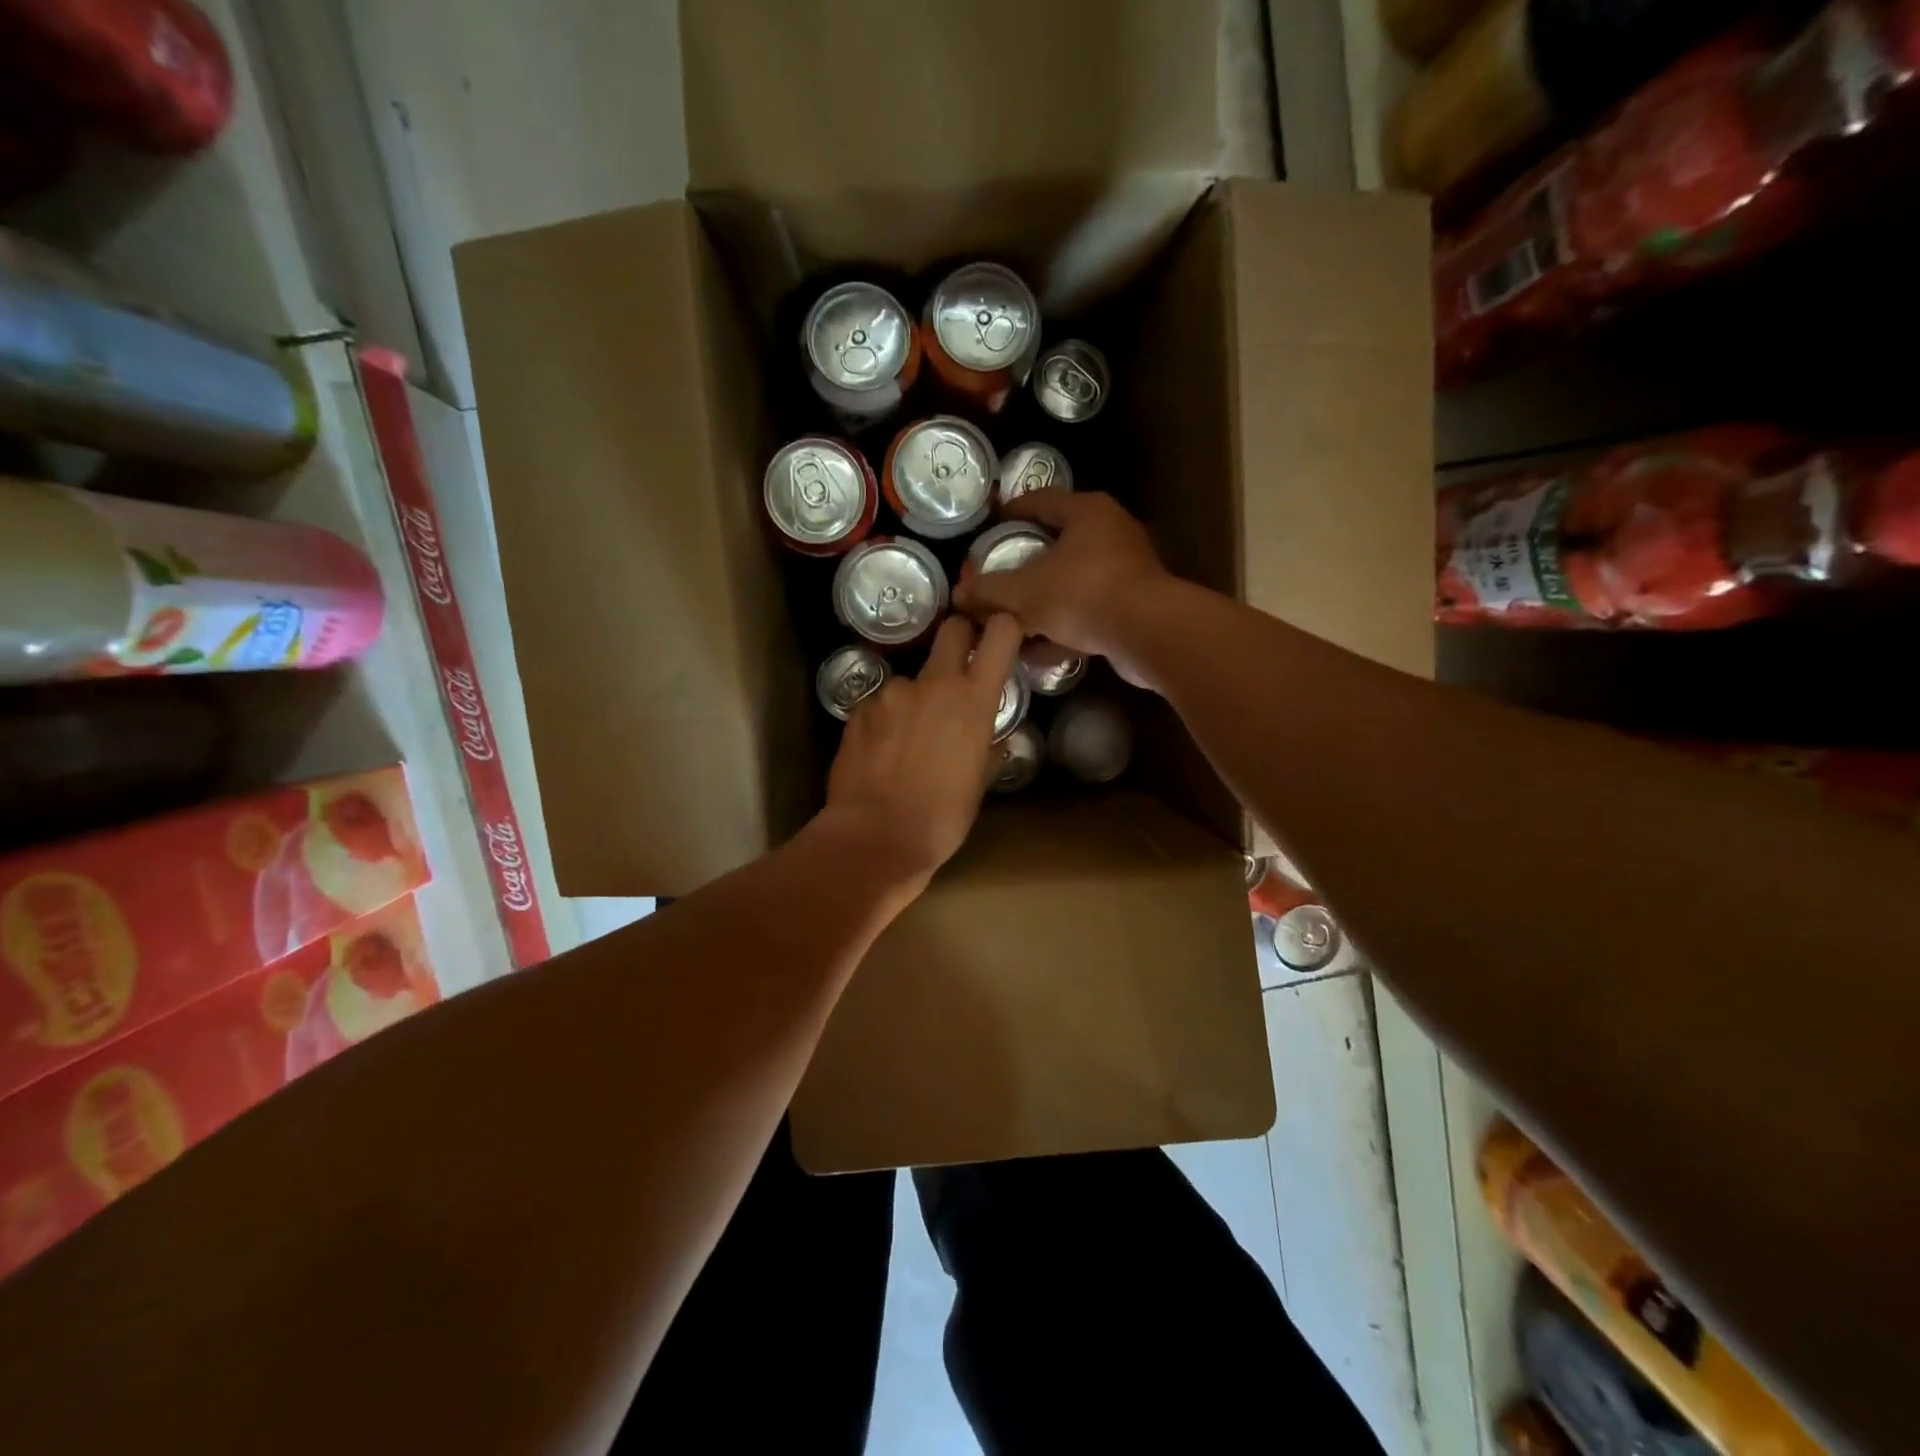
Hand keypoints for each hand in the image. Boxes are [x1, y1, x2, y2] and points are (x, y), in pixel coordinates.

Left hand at [817, 613, 1023, 901]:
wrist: (877, 837)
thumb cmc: (942, 817)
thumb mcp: (979, 780)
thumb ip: (985, 743)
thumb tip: (987, 733)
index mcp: (973, 699)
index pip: (1001, 633)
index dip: (1003, 626)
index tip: (1002, 636)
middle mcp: (933, 683)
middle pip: (951, 629)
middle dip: (959, 639)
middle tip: (956, 672)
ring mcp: (892, 693)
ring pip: (911, 679)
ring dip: (914, 698)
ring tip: (907, 741)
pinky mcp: (859, 709)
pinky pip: (880, 704)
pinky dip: (885, 720)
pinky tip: (881, 753)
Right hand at [951, 490, 1170, 686]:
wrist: (1149, 634)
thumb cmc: (1083, 595)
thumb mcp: (1024, 592)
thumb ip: (988, 591)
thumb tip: (959, 595)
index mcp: (1086, 512)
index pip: (1040, 500)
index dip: (1010, 511)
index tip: (988, 525)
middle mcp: (1110, 533)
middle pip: (1056, 543)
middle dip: (1023, 563)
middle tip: (995, 576)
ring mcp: (1124, 571)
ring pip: (1070, 582)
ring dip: (1040, 602)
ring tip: (1010, 617)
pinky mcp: (1131, 606)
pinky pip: (1085, 612)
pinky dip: (1060, 628)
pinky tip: (1036, 650)